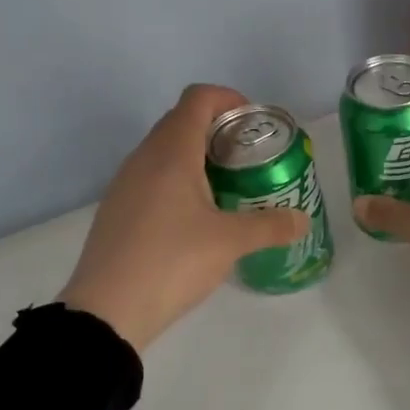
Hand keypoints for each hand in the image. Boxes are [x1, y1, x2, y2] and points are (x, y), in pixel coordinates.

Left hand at [59, 85, 311, 349]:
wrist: (106, 311)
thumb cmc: (172, 262)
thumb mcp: (230, 243)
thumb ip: (271, 226)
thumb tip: (302, 220)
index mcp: (171, 152)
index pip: (198, 98)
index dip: (229, 99)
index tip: (254, 124)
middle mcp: (144, 158)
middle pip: (182, 121)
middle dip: (218, 130)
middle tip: (249, 158)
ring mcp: (125, 184)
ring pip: (165, 151)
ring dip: (197, 156)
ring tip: (227, 187)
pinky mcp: (117, 209)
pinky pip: (152, 177)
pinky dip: (178, 181)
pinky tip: (196, 217)